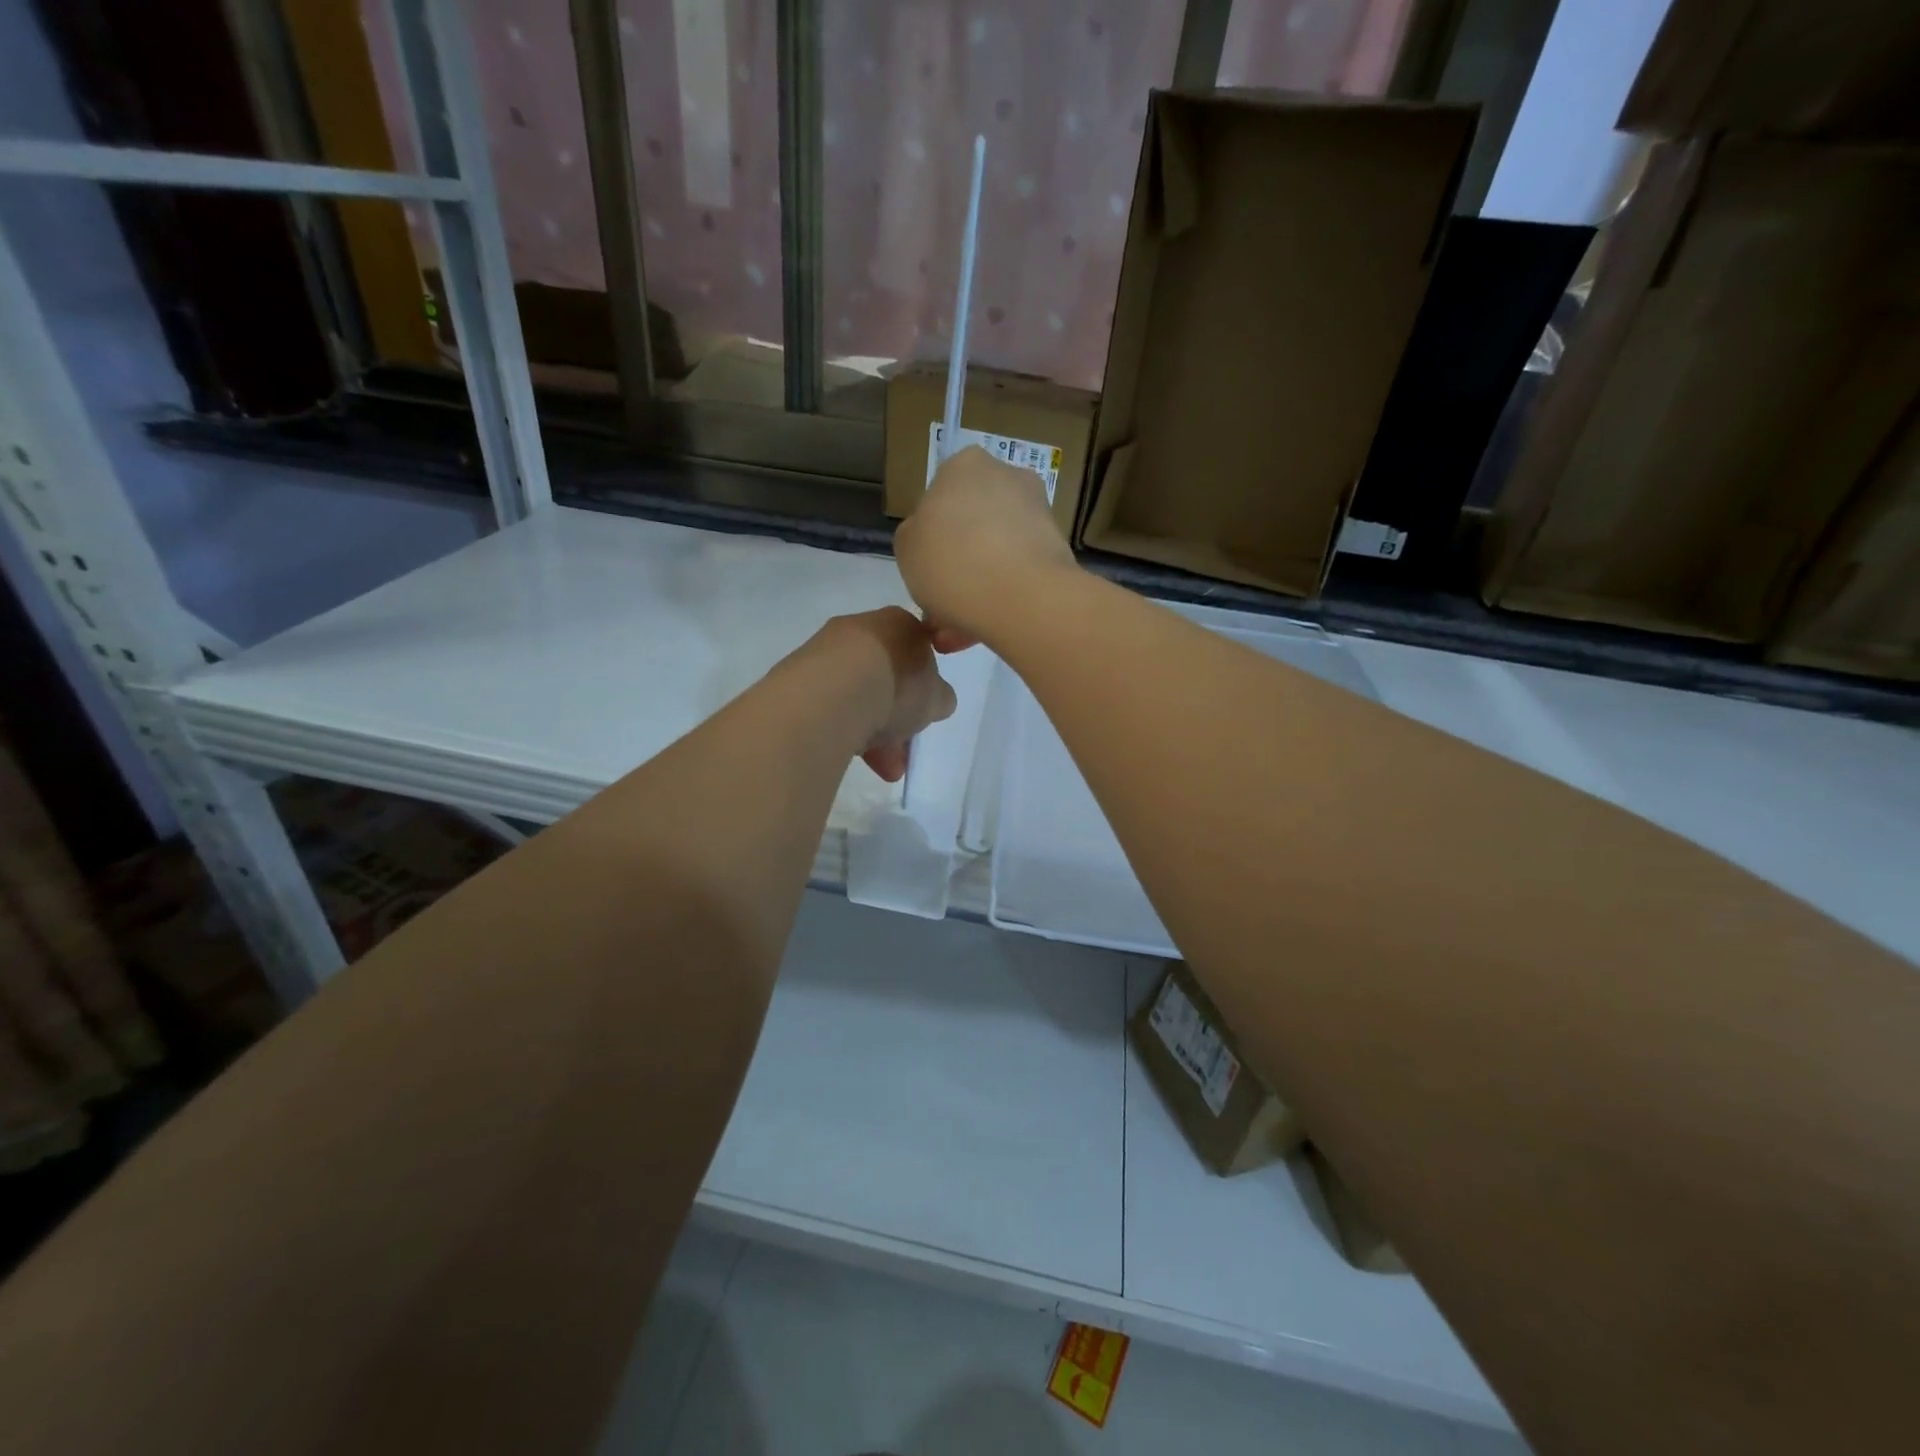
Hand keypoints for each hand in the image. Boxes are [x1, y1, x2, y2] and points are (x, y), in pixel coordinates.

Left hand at [801, 607, 958, 781]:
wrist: (834, 693)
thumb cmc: (897, 685)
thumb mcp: (937, 697)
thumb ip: (938, 697)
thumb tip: (934, 699)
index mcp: (899, 623)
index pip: (917, 651)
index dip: (923, 687)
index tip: (923, 713)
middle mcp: (860, 629)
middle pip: (885, 677)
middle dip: (895, 718)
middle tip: (902, 752)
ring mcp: (824, 652)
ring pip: (857, 695)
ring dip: (872, 732)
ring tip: (880, 768)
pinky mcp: (797, 678)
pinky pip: (830, 707)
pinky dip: (844, 730)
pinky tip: (852, 756)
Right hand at [893, 446, 1078, 649]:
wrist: (1022, 598)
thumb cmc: (952, 562)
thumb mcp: (907, 548)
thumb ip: (915, 536)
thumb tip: (933, 540)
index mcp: (964, 466)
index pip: (940, 498)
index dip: (930, 539)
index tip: (926, 572)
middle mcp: (1007, 478)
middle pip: (972, 527)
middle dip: (957, 569)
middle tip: (940, 611)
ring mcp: (1038, 514)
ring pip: (996, 555)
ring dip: (976, 590)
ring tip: (957, 636)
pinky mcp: (1058, 551)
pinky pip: (1018, 575)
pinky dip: (1001, 599)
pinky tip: (982, 632)